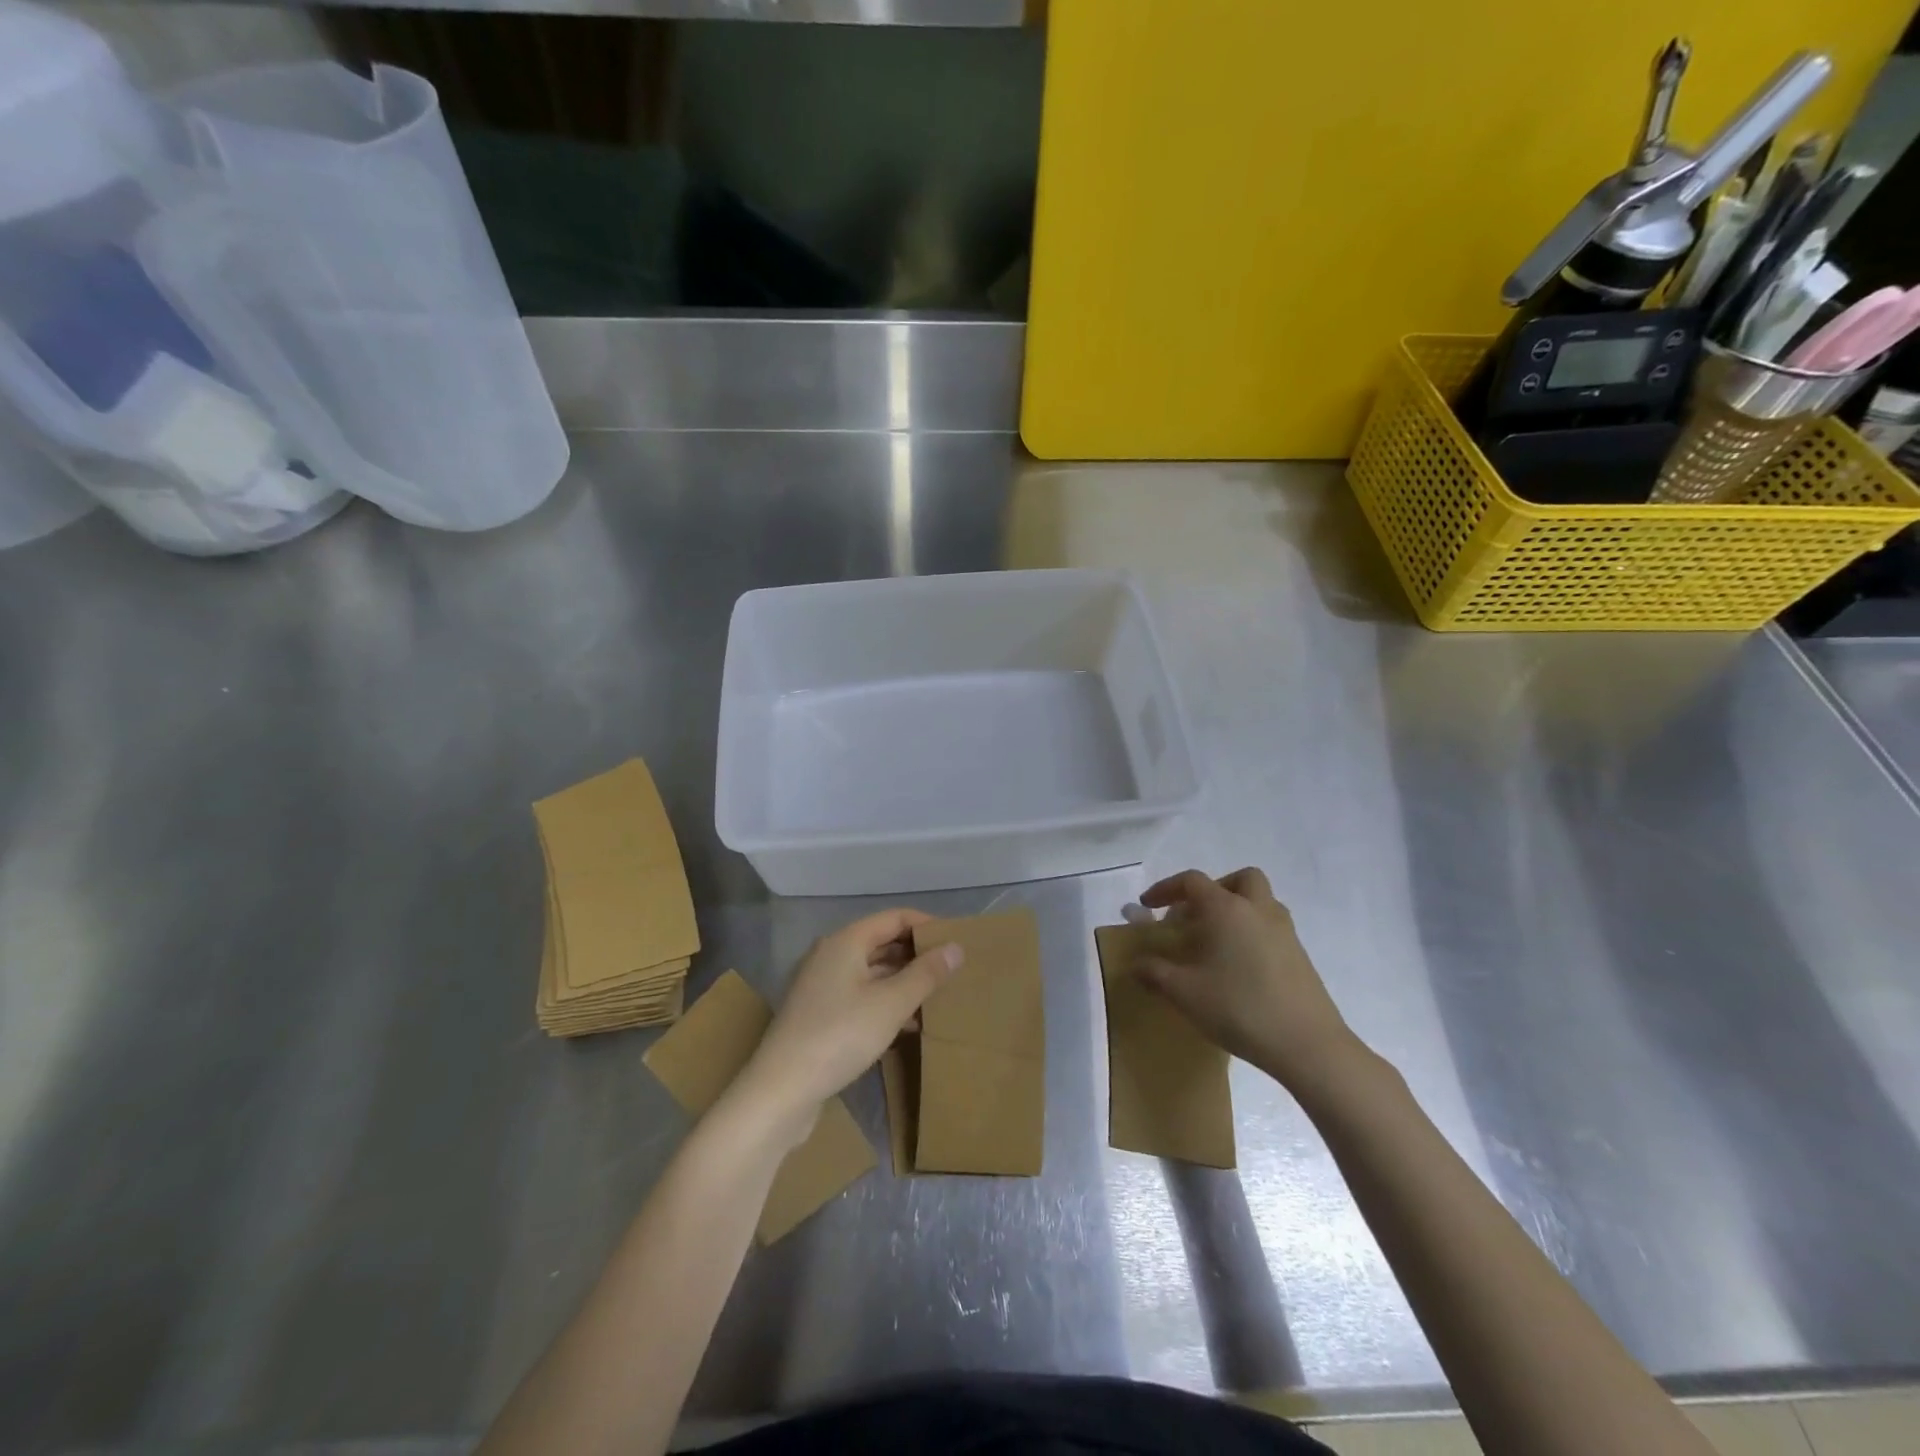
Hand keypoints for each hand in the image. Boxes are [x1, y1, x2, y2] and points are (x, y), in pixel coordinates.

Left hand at [739, 910, 961, 1127]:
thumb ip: (925, 974)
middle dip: (917, 955)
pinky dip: (885, 1003)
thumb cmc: (839, 1035)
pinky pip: (861, 996)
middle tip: (952, 972)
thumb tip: (956, 947)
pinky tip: (908, 1026)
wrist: (781, 1090)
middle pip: (882, 943)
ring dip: (903, 982)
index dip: (926, 925)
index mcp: (845, 942)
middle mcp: (830, 955)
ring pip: (872, 972)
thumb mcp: (891, 1004)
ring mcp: (822, 986)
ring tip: (936, 1000)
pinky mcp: (819, 1015)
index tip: (956, 941)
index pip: (894, 918)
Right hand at [1135, 867, 1365, 1096]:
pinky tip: (1238, 966)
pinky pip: (1271, 927)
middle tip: (1195, 915)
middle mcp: (1258, 910)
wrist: (1307, 1045)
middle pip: (1239, 879)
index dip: (1165, 888)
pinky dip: (1252, 932)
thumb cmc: (1239, 1008)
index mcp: (1227, 909)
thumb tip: (1136, 964)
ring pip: (1260, 901)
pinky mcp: (1300, 955)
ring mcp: (1284, 932)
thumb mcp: (1184, 993)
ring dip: (1236, 909)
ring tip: (1215, 941)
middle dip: (1214, 889)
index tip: (1147, 905)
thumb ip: (1155, 973)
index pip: (1192, 881)